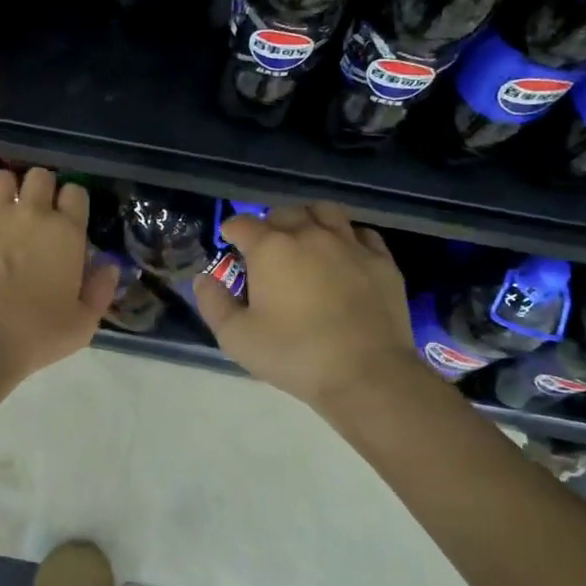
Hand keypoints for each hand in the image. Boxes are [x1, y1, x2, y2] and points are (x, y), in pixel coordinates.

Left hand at [0, 166, 119, 379]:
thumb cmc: (34, 337)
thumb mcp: (82, 324)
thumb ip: (100, 290)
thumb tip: (110, 265)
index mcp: (67, 233)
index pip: (76, 193)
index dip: (70, 202)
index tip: (64, 217)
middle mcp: (32, 212)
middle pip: (40, 176)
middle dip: (38, 189)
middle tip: (31, 211)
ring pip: (1, 176)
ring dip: (2, 189)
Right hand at [191, 203, 416, 412]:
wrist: (366, 374)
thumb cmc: (294, 354)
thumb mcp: (236, 337)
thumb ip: (213, 303)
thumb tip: (203, 278)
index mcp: (271, 248)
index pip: (243, 223)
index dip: (232, 230)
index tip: (230, 242)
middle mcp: (309, 234)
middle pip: (284, 212)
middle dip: (269, 224)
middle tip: (266, 248)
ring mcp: (350, 244)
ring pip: (325, 212)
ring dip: (309, 219)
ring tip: (305, 238)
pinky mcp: (381, 261)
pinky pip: (361, 233)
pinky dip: (347, 237)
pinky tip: (343, 254)